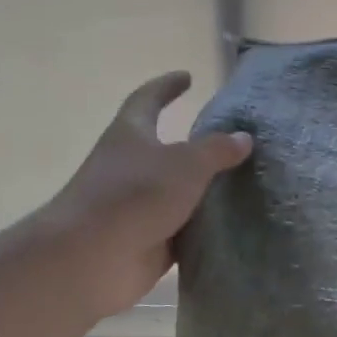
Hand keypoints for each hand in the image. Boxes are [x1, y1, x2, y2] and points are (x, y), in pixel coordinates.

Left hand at [40, 71, 252, 318]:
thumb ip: (216, 150)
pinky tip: (237, 225)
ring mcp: (137, 206)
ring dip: (204, 189)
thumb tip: (243, 137)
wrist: (90, 259)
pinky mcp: (148, 240)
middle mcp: (131, 167)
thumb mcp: (185, 164)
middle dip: (193, 144)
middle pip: (164, 148)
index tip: (187, 76)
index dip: (166, 87)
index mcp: (130, 135)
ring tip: (246, 183)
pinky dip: (205, 227)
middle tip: (232, 141)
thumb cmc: (133, 196)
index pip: (148, 100)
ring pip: (177, 192)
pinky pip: (183, 229)